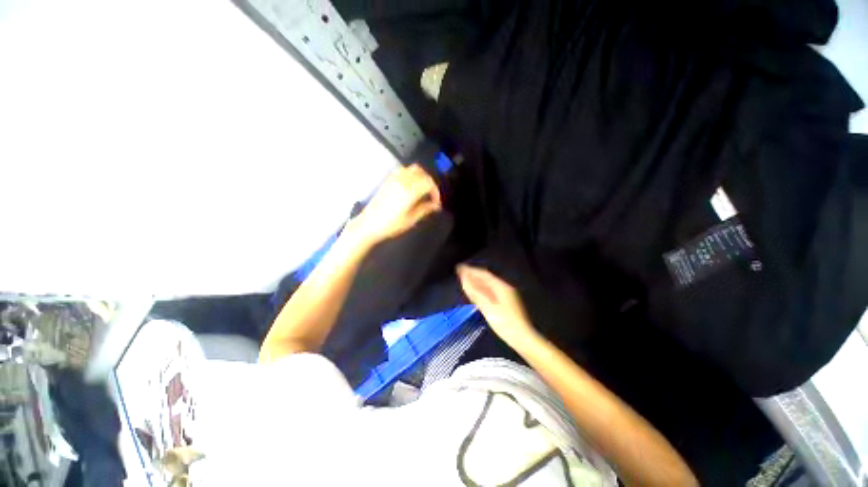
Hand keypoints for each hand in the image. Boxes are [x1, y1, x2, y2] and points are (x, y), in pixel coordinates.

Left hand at [350, 164, 441, 244]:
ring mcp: (394, 179)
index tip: (436, 203)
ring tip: (423, 189)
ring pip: (413, 169)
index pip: (429, 183)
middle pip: (423, 173)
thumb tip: (435, 205)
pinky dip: (411, 174)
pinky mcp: (388, 180)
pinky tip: (411, 186)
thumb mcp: (410, 220)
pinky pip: (403, 170)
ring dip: (421, 176)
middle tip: (431, 195)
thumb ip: (425, 209)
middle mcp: (402, 181)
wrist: (368, 224)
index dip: (436, 192)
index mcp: (409, 191)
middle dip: (430, 183)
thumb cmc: (390, 225)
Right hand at [457, 264, 539, 347]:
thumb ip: (475, 293)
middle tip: (460, 272)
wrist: (522, 338)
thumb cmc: (505, 323)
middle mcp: (505, 288)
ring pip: (489, 284)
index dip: (471, 270)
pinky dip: (481, 289)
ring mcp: (506, 295)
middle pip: (486, 278)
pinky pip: (491, 290)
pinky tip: (476, 292)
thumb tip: (464, 280)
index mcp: (501, 287)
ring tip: (465, 280)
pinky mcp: (506, 303)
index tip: (459, 268)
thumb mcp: (488, 307)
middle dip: (473, 274)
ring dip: (477, 281)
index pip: (483, 274)